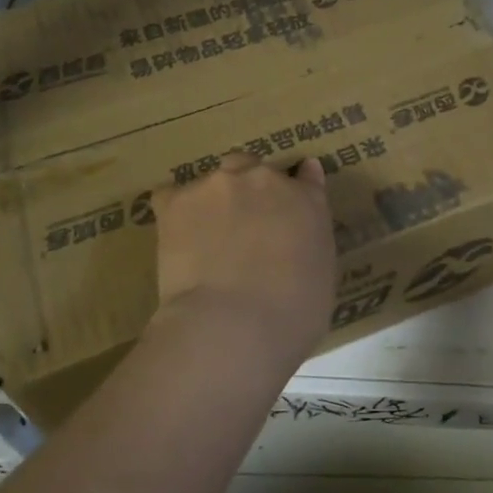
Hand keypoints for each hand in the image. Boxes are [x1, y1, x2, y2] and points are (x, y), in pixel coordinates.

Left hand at [152, 152, 335, 366]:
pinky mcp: (177, 202)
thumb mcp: (322, 276)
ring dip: (213, 201)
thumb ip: (312, 240)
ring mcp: (218, 186)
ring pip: (213, 180)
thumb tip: (300, 227)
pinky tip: (176, 237)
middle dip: (249, 190)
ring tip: (206, 240)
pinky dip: (174, 211)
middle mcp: (263, 180)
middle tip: (244, 228)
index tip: (289, 200)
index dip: (296, 186)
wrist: (235, 324)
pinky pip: (170, 195)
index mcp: (306, 200)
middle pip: (253, 168)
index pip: (305, 177)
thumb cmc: (293, 314)